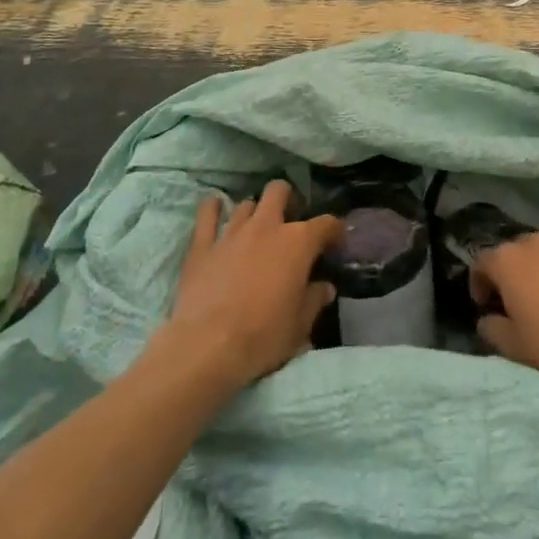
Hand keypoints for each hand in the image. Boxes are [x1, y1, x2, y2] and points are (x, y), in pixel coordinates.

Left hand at [161, 180, 342, 390]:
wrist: (207, 347)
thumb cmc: (263, 337)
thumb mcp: (300, 326)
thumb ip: (314, 300)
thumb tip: (325, 288)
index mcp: (298, 242)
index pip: (326, 223)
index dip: (335, 232)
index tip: (336, 246)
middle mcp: (267, 226)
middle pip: (279, 192)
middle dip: (288, 199)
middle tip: (290, 222)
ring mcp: (232, 232)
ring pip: (246, 204)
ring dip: (254, 212)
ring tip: (256, 228)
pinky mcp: (202, 245)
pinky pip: (207, 215)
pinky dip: (212, 209)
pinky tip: (215, 207)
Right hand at [471, 233, 538, 399]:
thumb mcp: (514, 346)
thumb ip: (492, 328)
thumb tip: (488, 320)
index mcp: (508, 260)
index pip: (481, 262)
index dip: (478, 283)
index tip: (484, 306)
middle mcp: (535, 243)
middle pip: (513, 253)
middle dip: (510, 274)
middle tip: (515, 303)